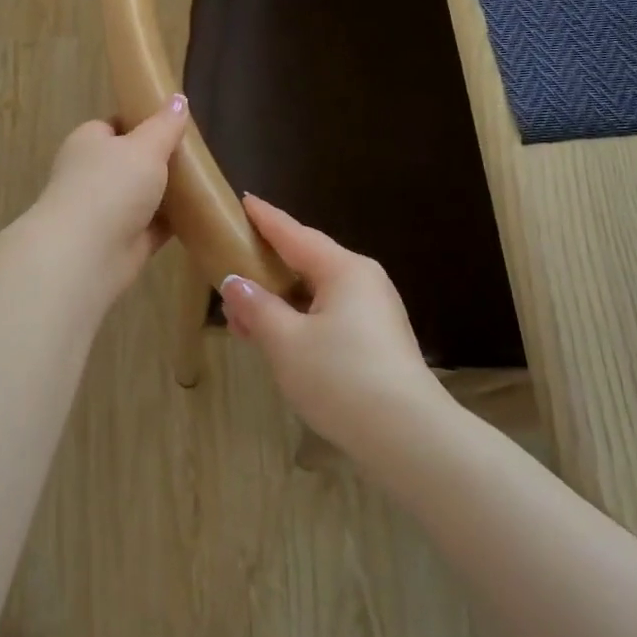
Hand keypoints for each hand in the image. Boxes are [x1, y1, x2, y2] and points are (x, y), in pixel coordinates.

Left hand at [29, 94, 190, 302]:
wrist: (87, 252)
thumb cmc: (112, 185)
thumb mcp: (145, 146)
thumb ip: (164, 125)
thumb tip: (179, 99)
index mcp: (89, 143)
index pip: (114, 126)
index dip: (143, 123)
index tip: (174, 124)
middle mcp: (93, 175)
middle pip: (132, 162)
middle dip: (160, 161)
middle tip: (197, 155)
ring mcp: (107, 210)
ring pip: (144, 196)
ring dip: (169, 193)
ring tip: (206, 182)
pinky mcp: (124, 241)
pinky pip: (154, 226)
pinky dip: (174, 222)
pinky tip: (201, 214)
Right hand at [220, 196, 452, 452]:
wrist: (408, 437)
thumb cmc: (340, 377)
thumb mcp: (285, 341)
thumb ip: (257, 307)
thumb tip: (234, 282)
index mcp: (344, 269)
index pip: (295, 234)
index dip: (265, 218)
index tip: (243, 200)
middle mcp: (363, 282)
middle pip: (306, 263)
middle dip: (266, 268)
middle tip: (228, 266)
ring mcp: (374, 313)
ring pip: (315, 294)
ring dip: (278, 301)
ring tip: (241, 314)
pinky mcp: (376, 342)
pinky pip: (328, 316)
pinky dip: (297, 320)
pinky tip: (274, 337)